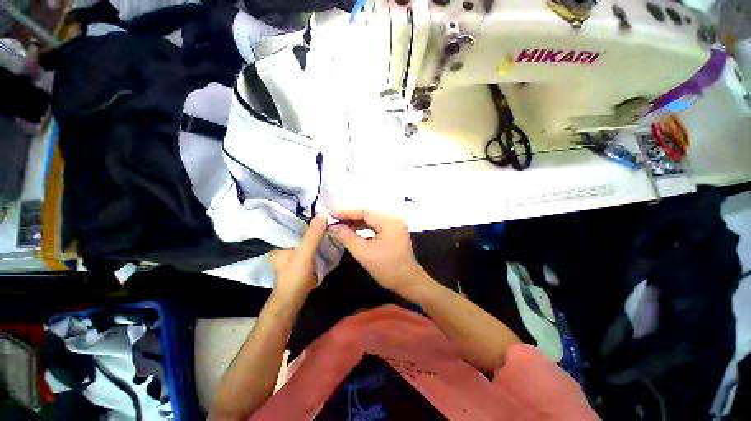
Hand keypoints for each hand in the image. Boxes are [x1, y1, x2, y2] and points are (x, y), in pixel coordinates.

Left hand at [269, 215, 327, 300]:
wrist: (294, 298)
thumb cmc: (295, 275)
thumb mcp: (305, 252)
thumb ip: (314, 234)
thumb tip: (323, 212)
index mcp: (279, 240)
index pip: (290, 220)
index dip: (303, 213)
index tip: (316, 205)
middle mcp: (284, 243)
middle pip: (299, 228)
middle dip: (311, 221)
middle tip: (325, 211)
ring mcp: (292, 251)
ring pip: (305, 236)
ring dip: (315, 230)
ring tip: (327, 220)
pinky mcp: (300, 257)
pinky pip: (309, 243)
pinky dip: (317, 239)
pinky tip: (326, 234)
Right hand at [329, 210, 424, 295]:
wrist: (407, 280)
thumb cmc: (387, 269)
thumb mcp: (364, 253)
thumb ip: (347, 237)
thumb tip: (333, 226)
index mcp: (389, 220)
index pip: (364, 210)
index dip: (345, 211)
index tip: (329, 212)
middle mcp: (393, 216)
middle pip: (367, 211)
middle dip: (349, 215)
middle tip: (331, 218)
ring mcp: (394, 221)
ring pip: (370, 216)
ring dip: (355, 220)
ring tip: (338, 223)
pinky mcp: (393, 226)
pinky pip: (375, 222)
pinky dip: (362, 224)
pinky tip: (351, 227)